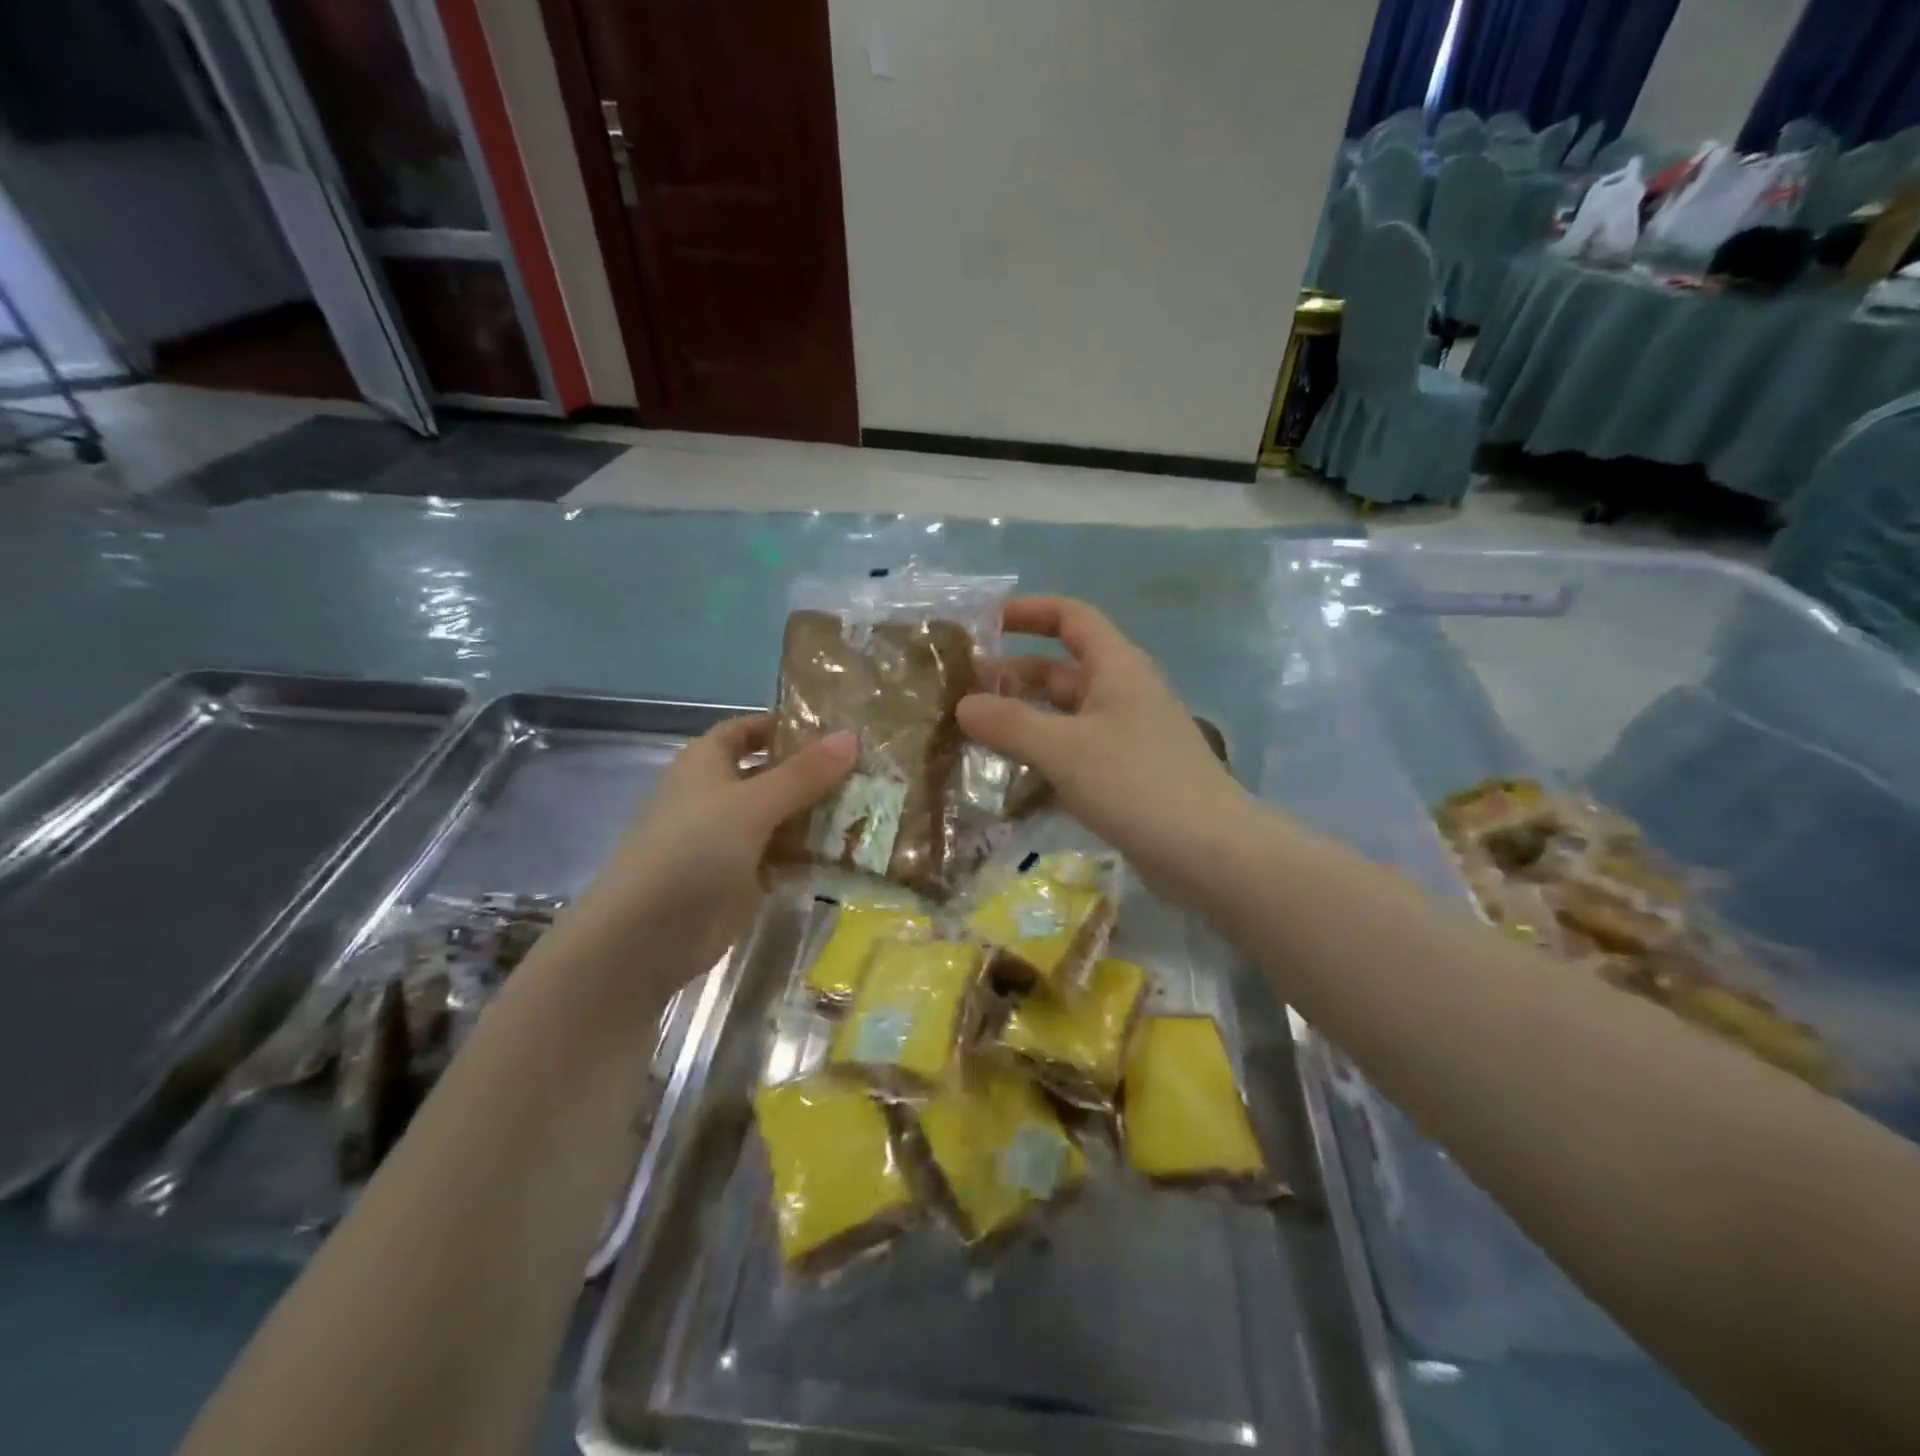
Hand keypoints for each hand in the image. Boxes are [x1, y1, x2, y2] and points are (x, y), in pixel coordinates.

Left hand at [578, 715, 855, 961]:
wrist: (648, 935)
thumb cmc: (694, 849)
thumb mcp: (753, 803)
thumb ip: (804, 774)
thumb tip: (851, 736)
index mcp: (707, 763)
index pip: (747, 730)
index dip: (785, 726)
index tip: (834, 731)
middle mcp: (718, 795)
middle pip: (773, 774)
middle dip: (815, 774)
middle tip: (871, 771)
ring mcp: (730, 838)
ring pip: (783, 817)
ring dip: (820, 816)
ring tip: (874, 809)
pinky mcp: (743, 877)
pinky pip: (784, 856)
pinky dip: (812, 854)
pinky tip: (853, 853)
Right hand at [957, 597, 1249, 904]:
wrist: (1209, 852)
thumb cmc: (1136, 783)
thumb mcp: (1063, 748)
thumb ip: (1010, 724)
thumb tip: (964, 705)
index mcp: (1117, 667)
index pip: (1071, 618)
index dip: (1029, 612)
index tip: (984, 623)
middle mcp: (1124, 693)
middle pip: (1062, 669)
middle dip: (1014, 675)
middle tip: (963, 692)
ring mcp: (1128, 736)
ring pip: (1066, 714)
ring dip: (1025, 718)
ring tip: (975, 733)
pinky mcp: (1128, 775)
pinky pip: (1076, 751)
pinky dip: (1044, 754)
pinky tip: (1012, 776)